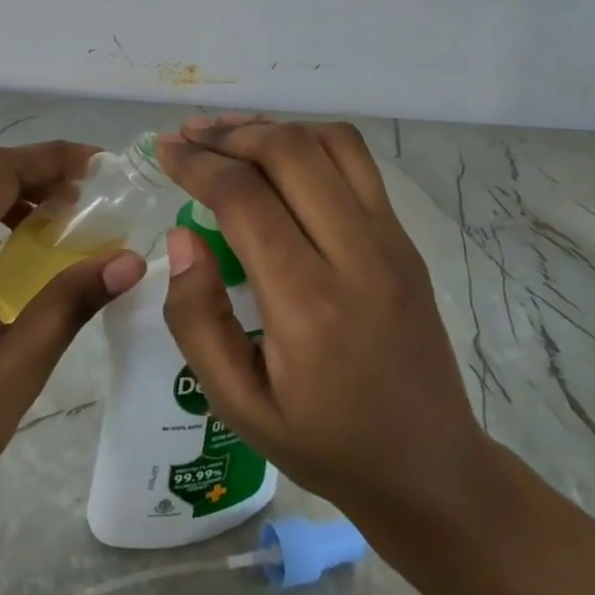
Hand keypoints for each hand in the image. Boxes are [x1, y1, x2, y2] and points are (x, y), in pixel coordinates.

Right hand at [155, 119, 485, 545]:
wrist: (429, 466)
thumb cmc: (325, 443)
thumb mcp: (238, 405)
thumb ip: (197, 319)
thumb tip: (183, 236)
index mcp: (308, 304)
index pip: (245, 199)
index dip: (197, 164)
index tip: (164, 150)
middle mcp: (356, 256)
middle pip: (290, 152)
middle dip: (230, 134)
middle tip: (190, 136)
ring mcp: (391, 241)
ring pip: (331, 143)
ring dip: (274, 127)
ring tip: (230, 134)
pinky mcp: (405, 239)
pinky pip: (359, 164)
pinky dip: (311, 142)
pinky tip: (281, 156)